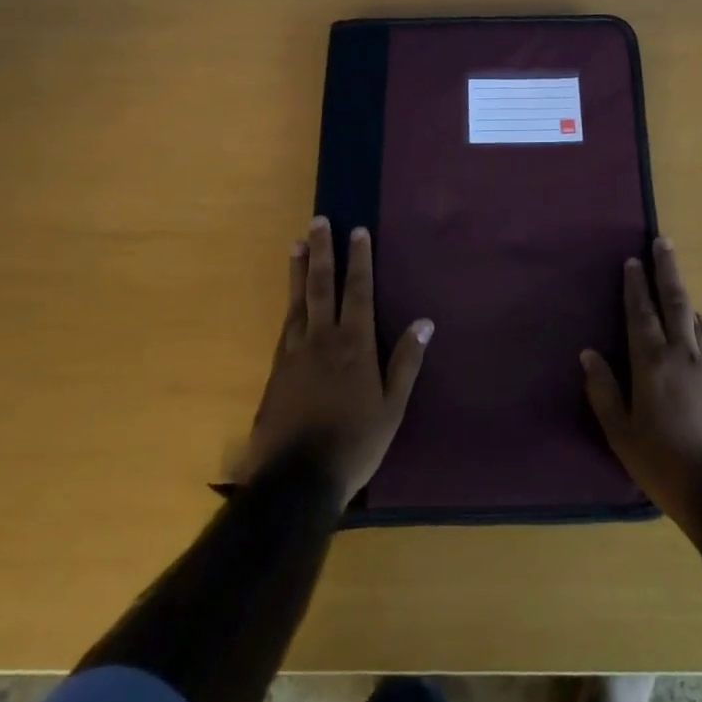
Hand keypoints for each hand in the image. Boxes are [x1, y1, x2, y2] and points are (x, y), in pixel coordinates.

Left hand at [242, 218, 431, 507]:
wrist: (297, 479)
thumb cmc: (355, 442)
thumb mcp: (392, 407)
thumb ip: (406, 362)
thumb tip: (424, 322)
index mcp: (354, 345)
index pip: (358, 291)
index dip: (359, 259)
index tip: (357, 231)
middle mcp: (322, 339)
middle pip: (321, 285)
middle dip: (322, 251)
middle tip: (318, 221)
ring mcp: (294, 353)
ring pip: (297, 301)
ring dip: (298, 270)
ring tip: (296, 244)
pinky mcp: (276, 370)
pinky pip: (285, 325)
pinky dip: (289, 304)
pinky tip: (290, 299)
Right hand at [581, 238, 701, 539]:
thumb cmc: (664, 467)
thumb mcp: (621, 435)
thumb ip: (603, 391)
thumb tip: (589, 354)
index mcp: (653, 365)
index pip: (641, 314)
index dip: (635, 286)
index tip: (632, 261)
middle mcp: (685, 355)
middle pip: (676, 302)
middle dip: (666, 270)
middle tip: (663, 242)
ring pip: (697, 319)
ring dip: (684, 296)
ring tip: (674, 281)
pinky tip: (699, 327)